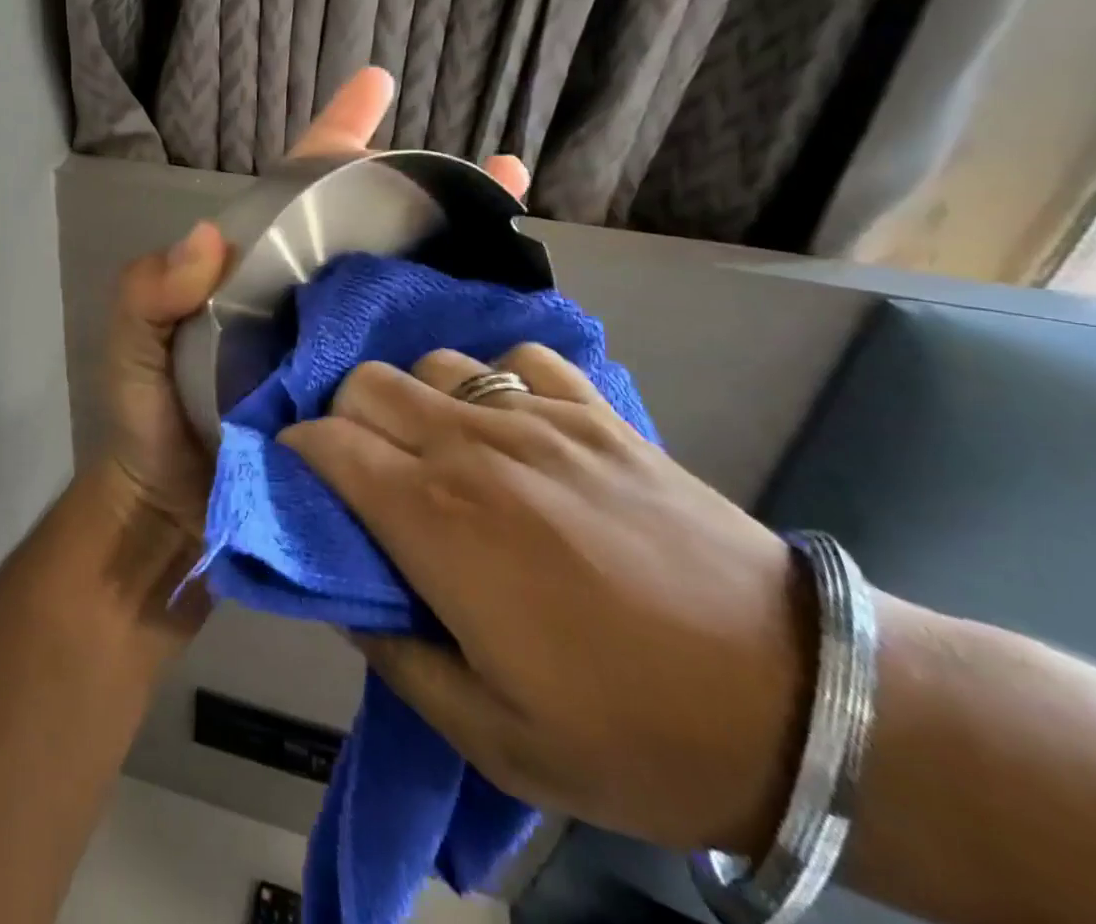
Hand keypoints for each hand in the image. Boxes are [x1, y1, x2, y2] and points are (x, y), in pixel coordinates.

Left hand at [101, 68, 529, 541]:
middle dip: (428, 189)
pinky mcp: (368, 398)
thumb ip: (150, 290)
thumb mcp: (132, 343)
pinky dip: (460, 330)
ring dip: (463, 249)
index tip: (375, 85)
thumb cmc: (150, 417)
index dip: (337, 134)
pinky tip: (510, 318)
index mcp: (257, 271)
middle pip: (373, 226)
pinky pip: (418, 352)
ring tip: (520, 216)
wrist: (177, 510)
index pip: (298, 187)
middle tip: (498, 166)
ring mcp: (343, 345)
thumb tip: (205, 239)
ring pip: (407, 282)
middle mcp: (308, 296)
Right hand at [282, 344, 810, 856]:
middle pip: (367, 383)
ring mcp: (539, 418)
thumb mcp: (491, 736)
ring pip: (435, 363)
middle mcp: (473, 447)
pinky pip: (520, 359)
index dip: (297, 452)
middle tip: (363, 467)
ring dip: (416, 398)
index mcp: (436, 519)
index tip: (299, 477)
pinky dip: (498, 380)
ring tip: (438, 447)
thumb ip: (394, 655)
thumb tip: (348, 594)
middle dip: (344, 417)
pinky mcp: (597, 412)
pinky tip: (514, 425)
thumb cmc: (631, 732)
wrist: (798, 705)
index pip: (328, 443)